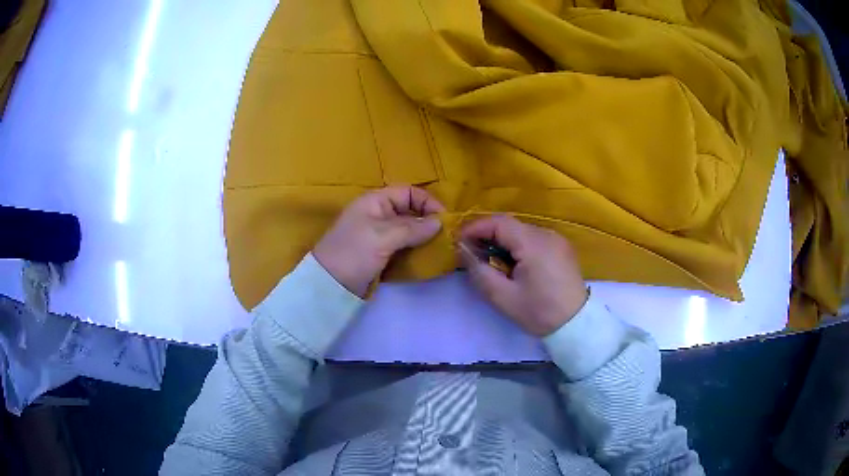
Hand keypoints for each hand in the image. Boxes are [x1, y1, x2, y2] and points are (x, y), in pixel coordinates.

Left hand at [314, 186, 444, 296]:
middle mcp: (379, 214)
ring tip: (441, 246)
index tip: (444, 219)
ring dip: (424, 235)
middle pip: (410, 210)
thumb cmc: (353, 252)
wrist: (329, 284)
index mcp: (375, 201)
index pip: (408, 192)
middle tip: (447, 235)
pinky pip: (404, 244)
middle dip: (429, 220)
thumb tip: (440, 222)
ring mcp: (380, 234)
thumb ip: (412, 228)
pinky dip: (416, 248)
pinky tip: (428, 255)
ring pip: (409, 229)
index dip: (427, 202)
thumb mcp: (382, 236)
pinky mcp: (381, 252)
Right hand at [459, 215, 587, 336]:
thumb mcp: (503, 297)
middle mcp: (547, 234)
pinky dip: (518, 245)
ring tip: (490, 260)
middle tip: (471, 253)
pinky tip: (513, 263)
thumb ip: (479, 271)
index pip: (498, 222)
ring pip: (521, 231)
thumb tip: (462, 250)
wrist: (576, 324)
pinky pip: (534, 238)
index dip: (475, 228)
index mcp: (533, 243)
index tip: (458, 241)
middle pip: (510, 225)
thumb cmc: (538, 312)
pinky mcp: (562, 247)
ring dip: (502, 240)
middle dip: (487, 235)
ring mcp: (557, 239)